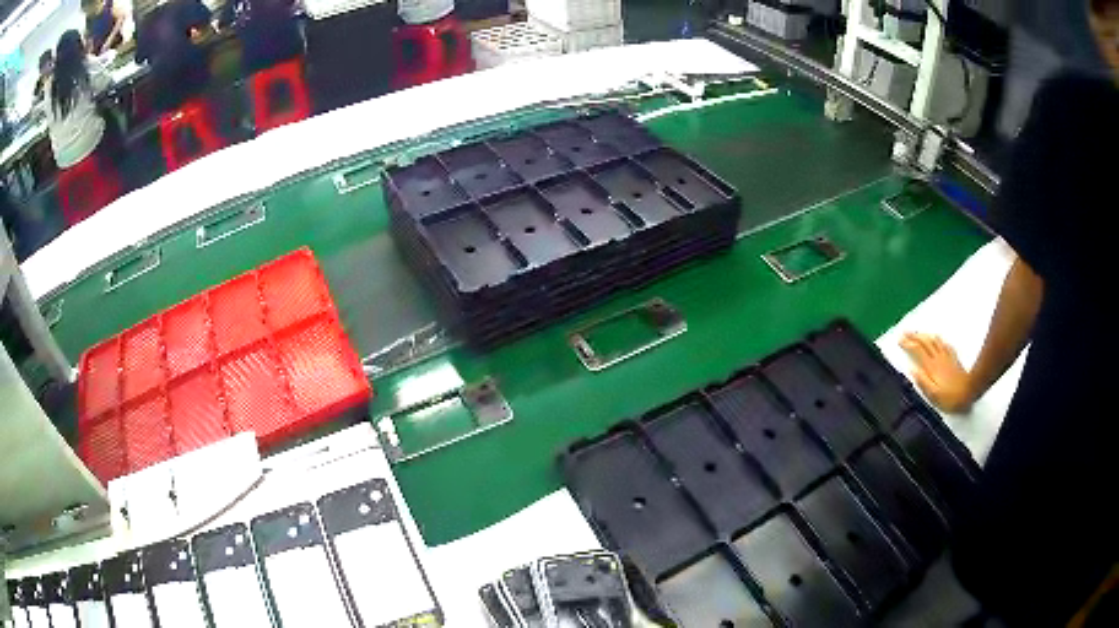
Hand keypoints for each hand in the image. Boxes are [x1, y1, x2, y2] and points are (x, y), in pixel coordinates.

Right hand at [899, 333, 975, 412]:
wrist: (971, 391)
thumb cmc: (951, 398)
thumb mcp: (934, 395)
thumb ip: (922, 381)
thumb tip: (911, 369)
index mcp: (931, 367)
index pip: (917, 351)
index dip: (908, 344)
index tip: (899, 340)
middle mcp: (938, 358)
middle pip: (925, 342)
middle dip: (914, 336)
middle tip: (905, 332)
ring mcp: (947, 357)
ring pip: (934, 341)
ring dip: (924, 335)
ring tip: (918, 333)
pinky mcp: (954, 359)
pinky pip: (944, 345)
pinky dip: (938, 339)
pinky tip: (937, 338)